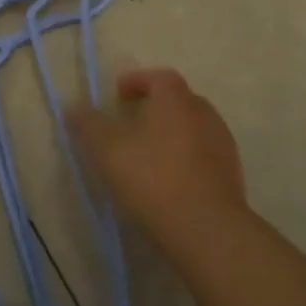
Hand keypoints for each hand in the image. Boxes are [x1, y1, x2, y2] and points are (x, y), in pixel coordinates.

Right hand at [69, 69, 248, 261]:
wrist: (207, 228)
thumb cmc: (153, 178)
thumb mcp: (108, 150)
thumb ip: (89, 124)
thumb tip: (73, 106)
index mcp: (175, 99)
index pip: (158, 77)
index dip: (137, 81)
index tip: (118, 94)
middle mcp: (203, 113)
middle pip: (178, 100)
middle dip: (155, 106)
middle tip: (132, 121)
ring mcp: (222, 143)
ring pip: (193, 127)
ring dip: (172, 132)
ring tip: (149, 153)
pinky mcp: (231, 172)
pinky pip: (204, 154)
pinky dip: (186, 156)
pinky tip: (171, 178)